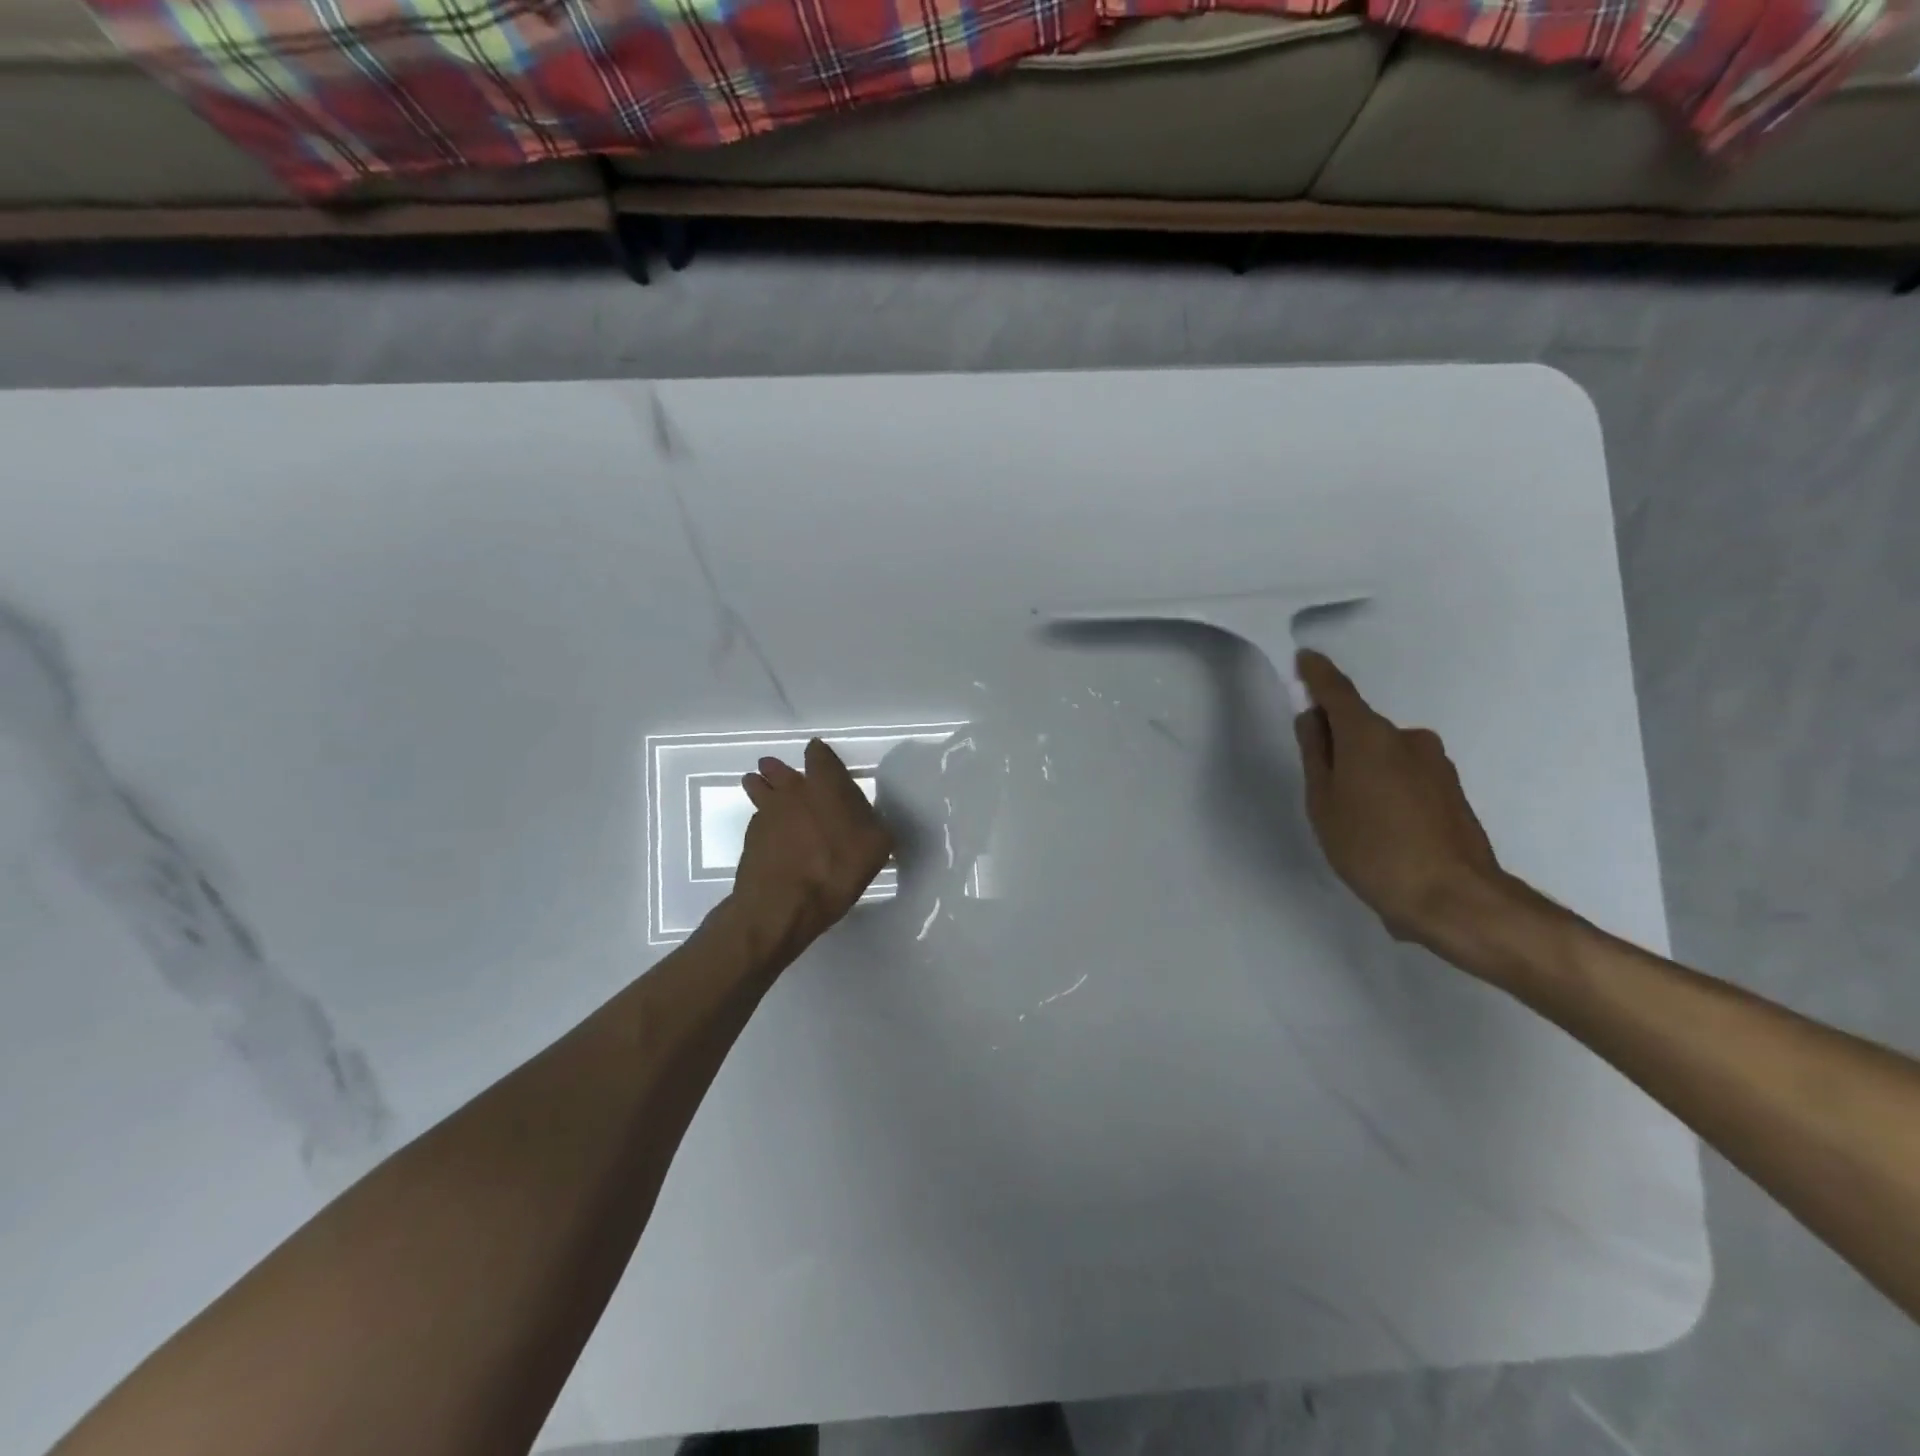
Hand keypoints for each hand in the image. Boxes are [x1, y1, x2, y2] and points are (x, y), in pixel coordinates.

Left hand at [733, 738, 893, 955]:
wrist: (782, 904)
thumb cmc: (836, 869)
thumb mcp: (876, 846)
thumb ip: (873, 824)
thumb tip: (868, 818)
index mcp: (825, 785)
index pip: (819, 755)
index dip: (820, 755)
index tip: (821, 759)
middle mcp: (793, 791)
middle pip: (779, 768)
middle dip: (780, 769)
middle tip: (782, 773)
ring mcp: (766, 813)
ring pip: (758, 788)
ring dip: (760, 786)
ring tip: (761, 788)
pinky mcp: (750, 838)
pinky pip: (757, 819)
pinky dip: (763, 821)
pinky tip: (770, 834)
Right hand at [1293, 650, 1506, 945]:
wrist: (1454, 898)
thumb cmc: (1371, 848)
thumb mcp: (1324, 803)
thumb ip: (1316, 754)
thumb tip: (1313, 719)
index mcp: (1369, 735)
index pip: (1336, 691)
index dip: (1316, 675)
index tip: (1304, 660)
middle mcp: (1407, 738)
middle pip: (1361, 727)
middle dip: (1338, 741)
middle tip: (1319, 781)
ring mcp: (1435, 763)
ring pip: (1385, 754)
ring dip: (1365, 770)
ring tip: (1353, 819)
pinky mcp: (1451, 790)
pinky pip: (1405, 775)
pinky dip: (1387, 789)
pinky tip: (1382, 831)